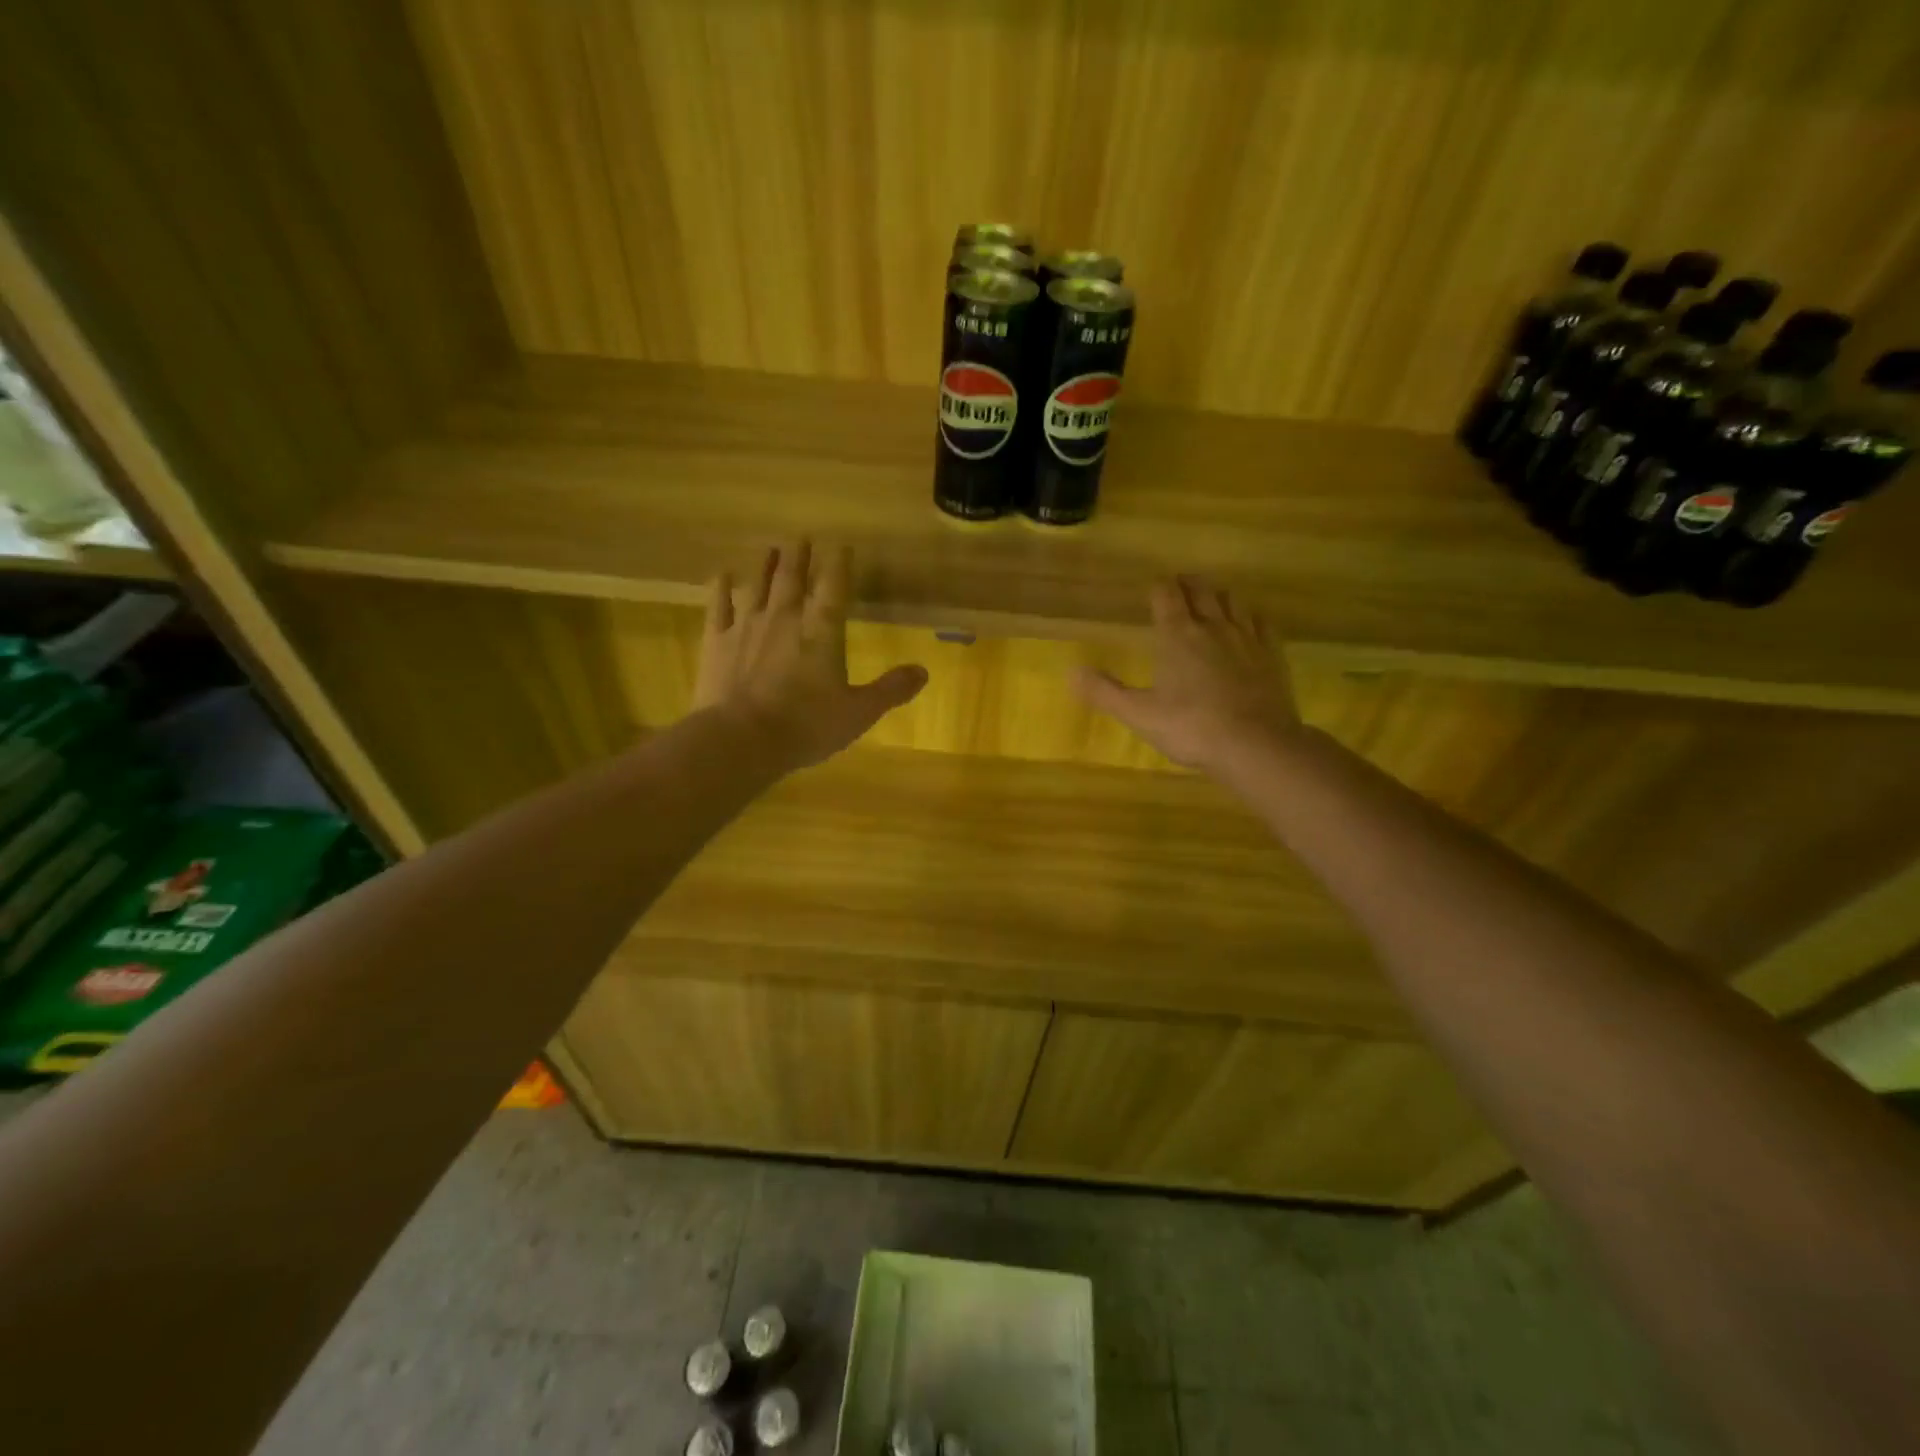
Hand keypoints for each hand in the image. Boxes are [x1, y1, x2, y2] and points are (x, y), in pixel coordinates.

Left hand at [694, 541, 926, 769]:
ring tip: (771, 548)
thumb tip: (923, 671)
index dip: (839, 564)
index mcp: (822, 630)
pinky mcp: (717, 641)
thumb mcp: (859, 713)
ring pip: (758, 584)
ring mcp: (747, 626)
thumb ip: (890, 690)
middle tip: (801, 537)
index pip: (834, 586)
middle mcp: (785, 617)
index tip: (841, 545)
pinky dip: (721, 588)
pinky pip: (719, 606)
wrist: (742, 738)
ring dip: (766, 565)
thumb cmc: (807, 725)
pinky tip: (722, 575)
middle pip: (793, 577)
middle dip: (799, 556)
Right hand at [1073, 576, 1301, 771]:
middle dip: (1188, 584)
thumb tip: (1072, 672)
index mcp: (1177, 635)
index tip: (1152, 588)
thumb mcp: (1138, 714)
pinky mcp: (1272, 655)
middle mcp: (1213, 626)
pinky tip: (1249, 625)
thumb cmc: (1190, 727)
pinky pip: (1262, 623)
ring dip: (1219, 596)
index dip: (1158, 587)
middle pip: (1202, 590)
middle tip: (1180, 585)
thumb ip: (1104, 691)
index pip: (1166, 594)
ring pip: (1234, 601)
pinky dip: (1251, 617)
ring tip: (1212, 601)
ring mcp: (1247, 638)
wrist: (1255, 744)